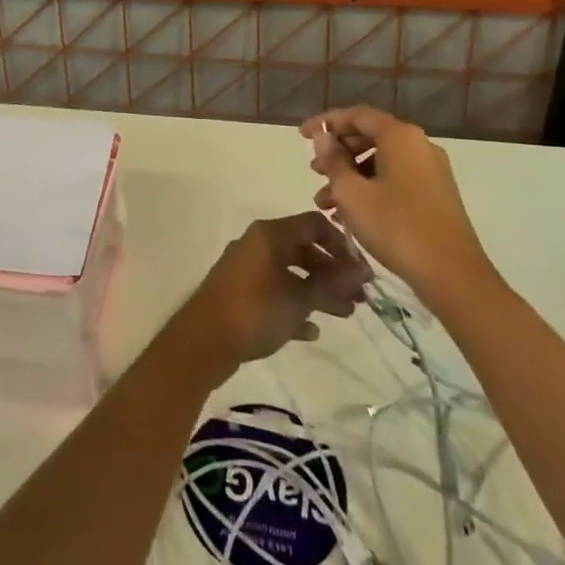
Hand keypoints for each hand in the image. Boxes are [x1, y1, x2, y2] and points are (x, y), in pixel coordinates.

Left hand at [173, 212, 372, 378]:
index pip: (314, 224)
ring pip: (290, 272)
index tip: (360, 271)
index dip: (341, 244)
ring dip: (318, 291)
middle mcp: (257, 243)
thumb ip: (330, 283)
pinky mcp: (240, 293)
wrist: (203, 340)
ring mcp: (247, 268)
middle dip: (332, 272)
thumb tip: (361, 270)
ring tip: (344, 314)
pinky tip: (310, 331)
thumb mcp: (298, 299)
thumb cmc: (254, 311)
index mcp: (270, 234)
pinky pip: (275, 292)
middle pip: (303, 249)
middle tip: (359, 298)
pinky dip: (294, 306)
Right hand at [302, 106, 498, 301]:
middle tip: (314, 171)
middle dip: (338, 152)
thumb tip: (323, 138)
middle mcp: (419, 146)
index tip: (302, 135)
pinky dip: (370, 188)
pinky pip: (395, 179)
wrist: (453, 276)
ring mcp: (431, 171)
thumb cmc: (397, 227)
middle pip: (370, 136)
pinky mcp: (436, 195)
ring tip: (325, 202)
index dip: (326, 122)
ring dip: (350, 176)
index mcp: (401, 137)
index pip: (357, 115)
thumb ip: (333, 161)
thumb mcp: (352, 194)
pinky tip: (350, 214)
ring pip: (381, 161)